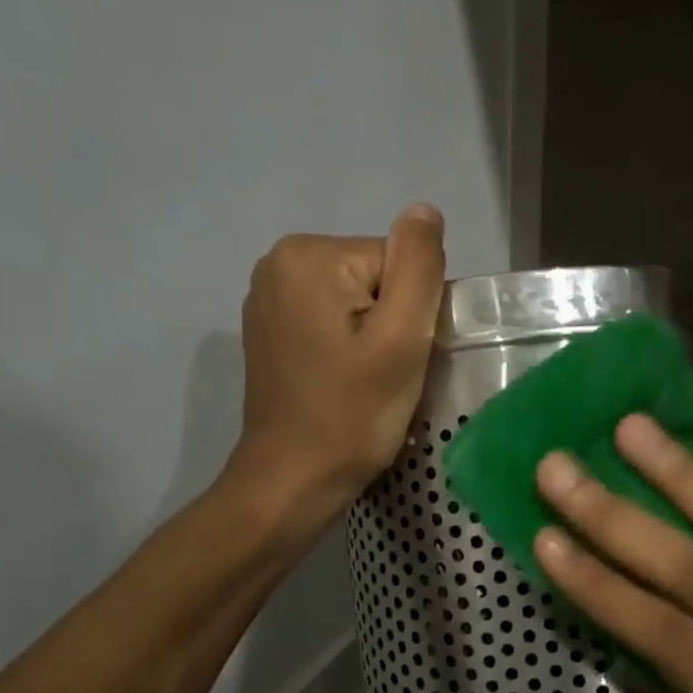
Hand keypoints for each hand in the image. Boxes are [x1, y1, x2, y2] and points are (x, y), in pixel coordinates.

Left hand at [230, 205, 445, 520]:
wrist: (292, 481)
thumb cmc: (351, 415)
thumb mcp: (401, 339)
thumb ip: (418, 266)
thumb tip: (425, 211)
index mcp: (309, 255)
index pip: (398, 262)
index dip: (413, 312)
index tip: (399, 358)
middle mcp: (279, 262)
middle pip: (376, 277)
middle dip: (392, 323)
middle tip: (385, 374)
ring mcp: (268, 297)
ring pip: (358, 301)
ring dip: (374, 338)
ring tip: (364, 382)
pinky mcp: (270, 329)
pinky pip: (333, 320)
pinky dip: (349, 347)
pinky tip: (343, 382)